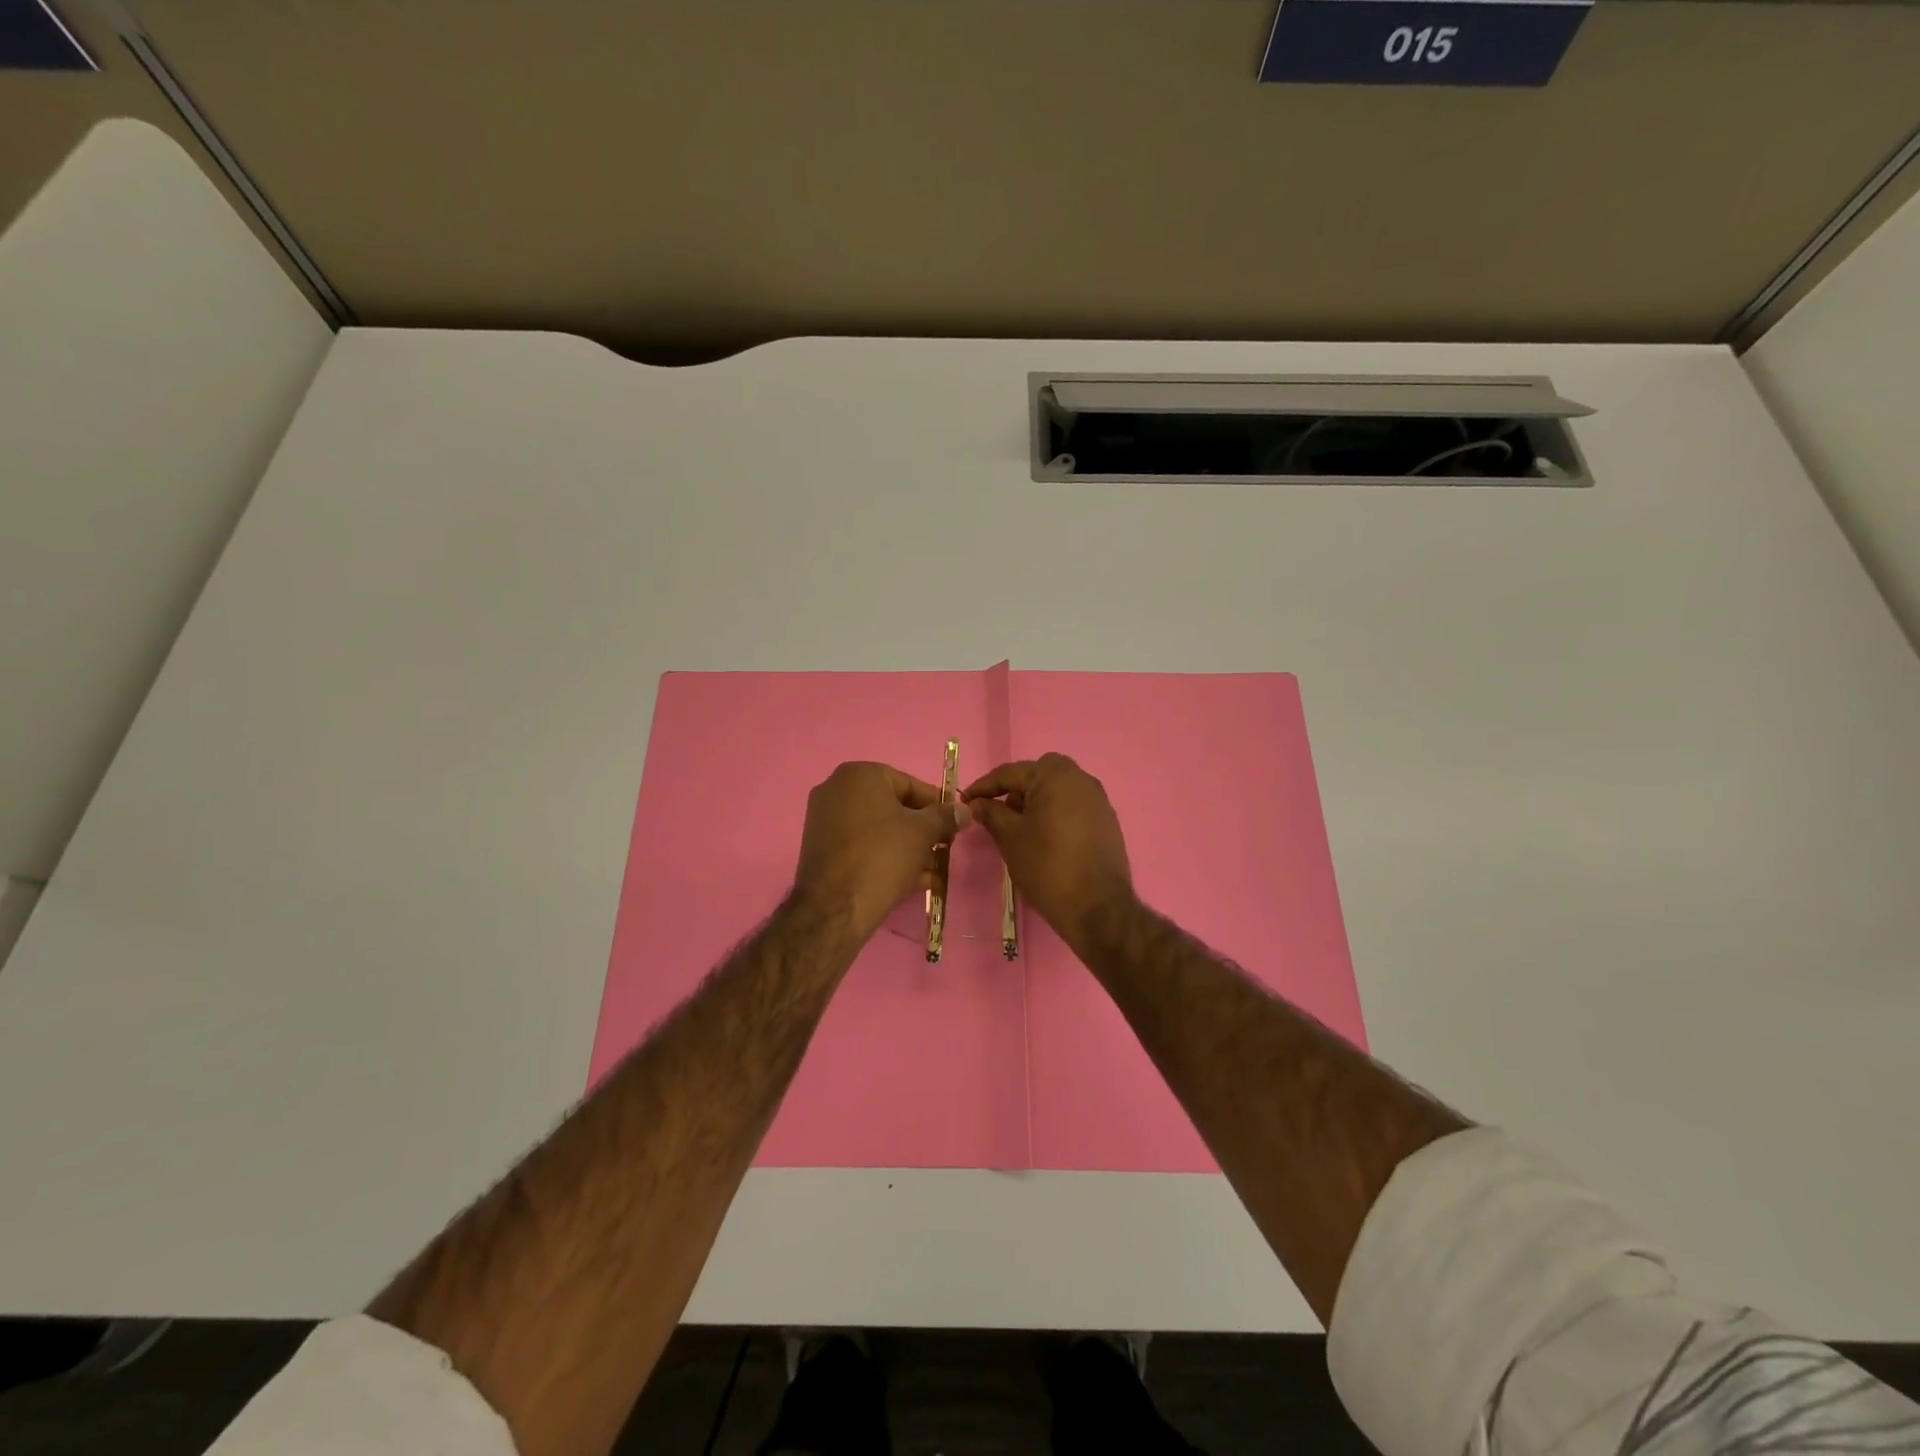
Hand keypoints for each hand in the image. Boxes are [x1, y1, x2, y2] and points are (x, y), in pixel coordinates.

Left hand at [794, 762, 970, 941]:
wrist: (835, 907)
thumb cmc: (883, 855)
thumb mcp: (923, 832)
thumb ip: (946, 816)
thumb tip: (964, 810)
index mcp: (859, 775)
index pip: (910, 784)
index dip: (937, 806)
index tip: (955, 825)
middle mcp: (836, 790)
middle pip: (893, 807)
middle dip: (922, 830)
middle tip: (943, 849)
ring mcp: (824, 820)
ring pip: (879, 830)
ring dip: (908, 848)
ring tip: (932, 871)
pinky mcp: (821, 849)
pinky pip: (862, 847)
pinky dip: (886, 857)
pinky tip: (912, 880)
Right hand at [963, 753, 1134, 950]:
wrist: (1097, 907)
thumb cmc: (1047, 865)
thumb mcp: (1010, 837)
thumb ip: (991, 813)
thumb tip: (976, 803)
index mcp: (1055, 775)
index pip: (1010, 773)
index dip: (984, 787)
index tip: (965, 801)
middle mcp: (1080, 778)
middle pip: (1037, 775)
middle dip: (1014, 790)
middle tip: (996, 812)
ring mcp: (1098, 799)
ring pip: (1057, 789)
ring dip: (1035, 801)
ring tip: (1018, 827)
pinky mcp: (1107, 820)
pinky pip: (1073, 806)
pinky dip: (1055, 813)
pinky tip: (1044, 837)